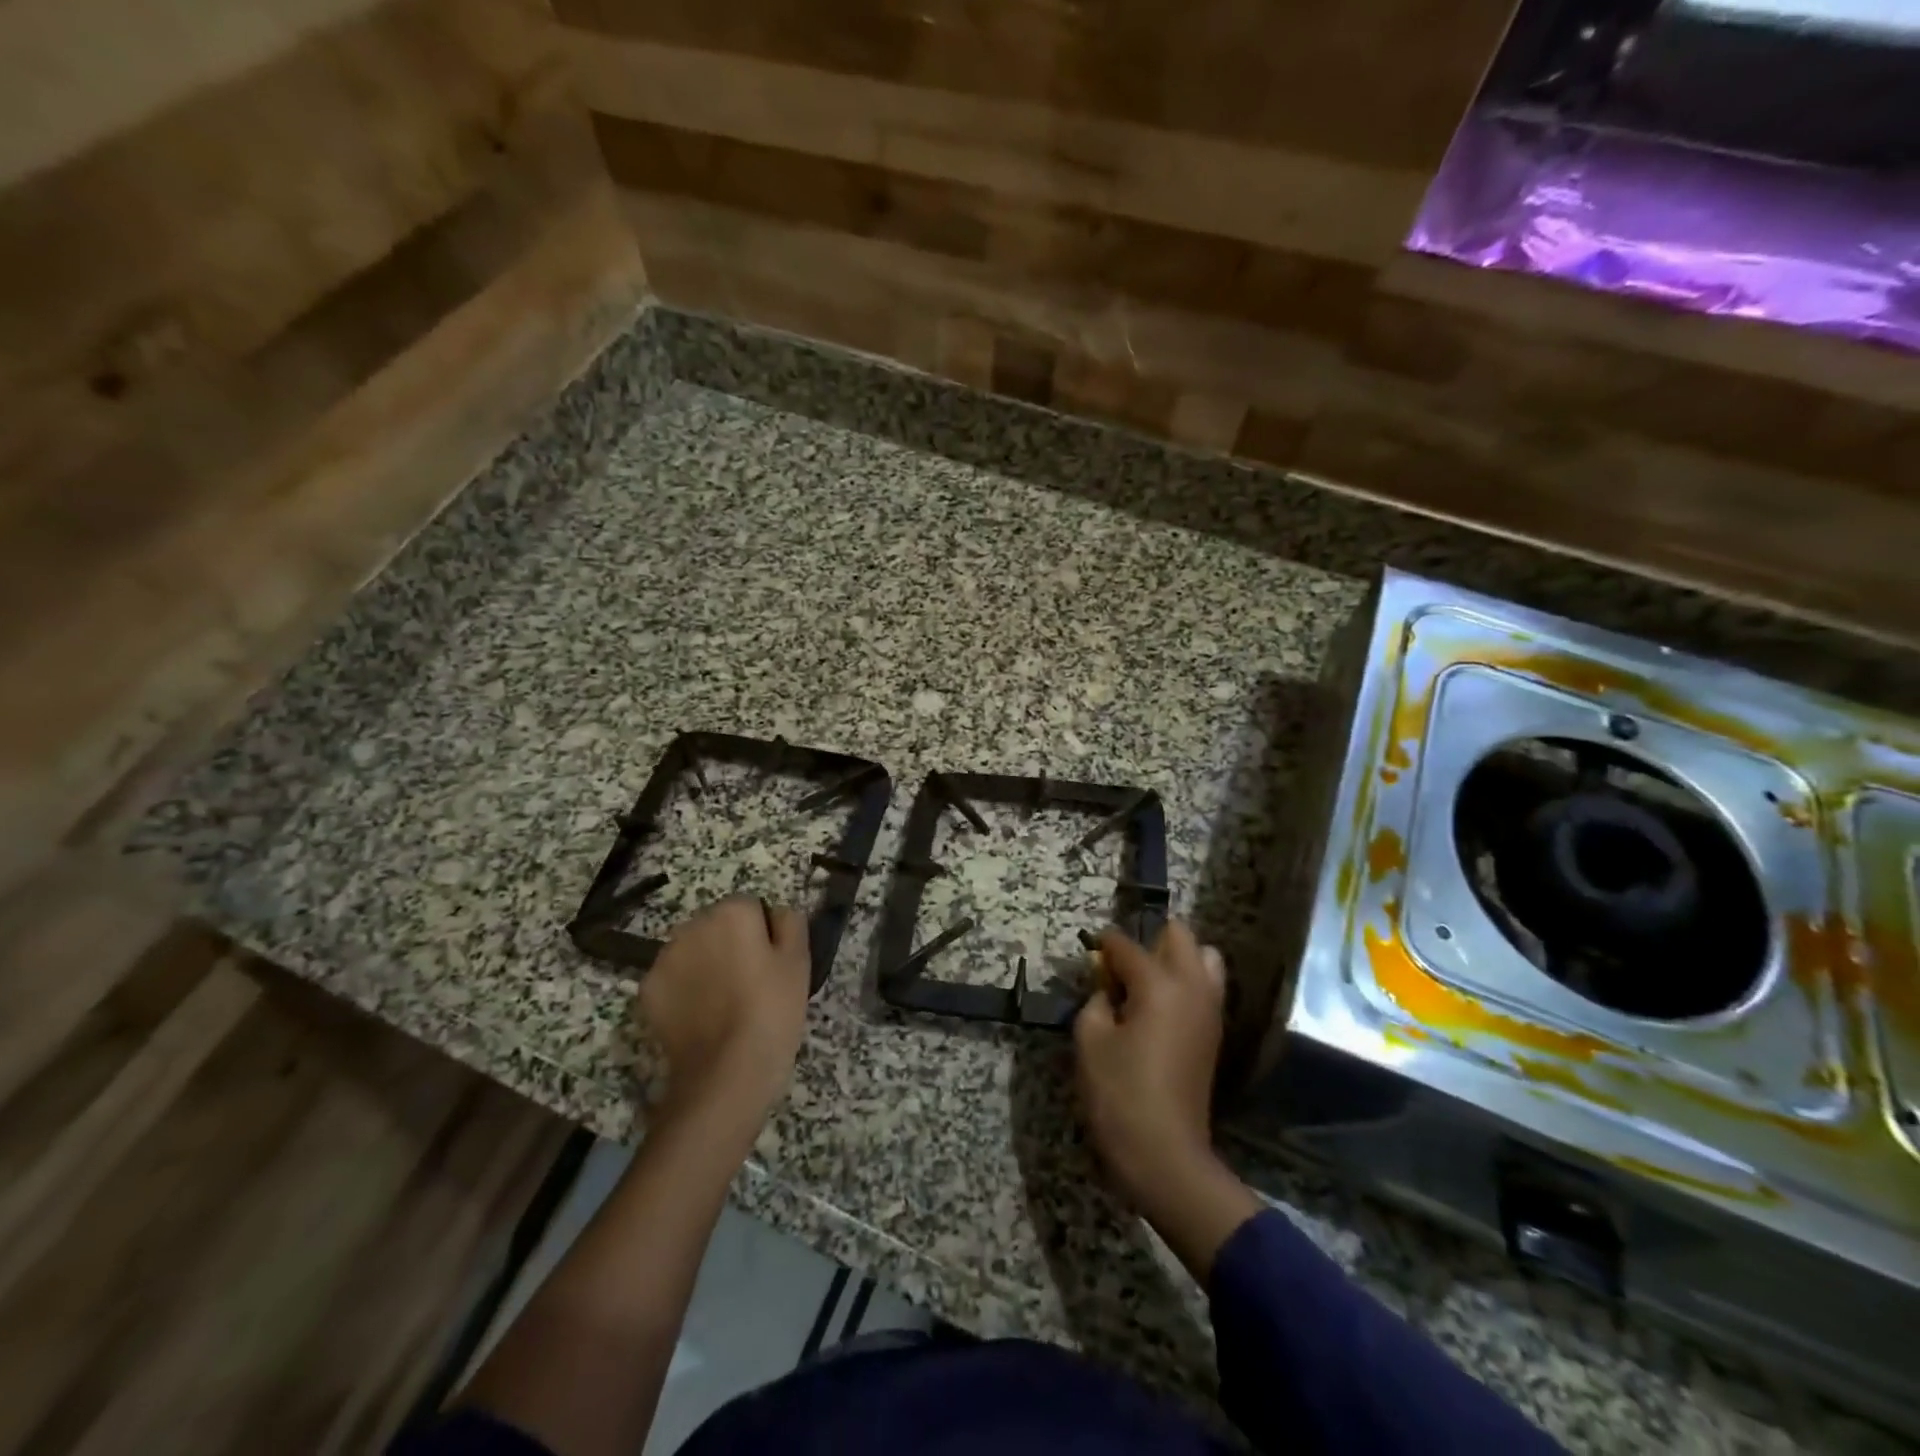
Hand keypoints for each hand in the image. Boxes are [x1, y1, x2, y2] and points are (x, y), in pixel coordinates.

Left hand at [638, 897, 810, 1127]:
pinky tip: (701, 1018)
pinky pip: (673, 980)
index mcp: (732, 912)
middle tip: (750, 984)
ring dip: (705, 965)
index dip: (763, 934)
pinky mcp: (647, 991)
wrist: (726, 1072)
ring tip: (724, 1004)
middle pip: (716, 926)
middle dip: (730, 945)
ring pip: (692, 951)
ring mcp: (664, 958)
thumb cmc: (772, 1010)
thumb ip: (790, 922)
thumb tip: (777, 912)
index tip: (770, 964)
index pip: (751, 907)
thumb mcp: (799, 961)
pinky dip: (684, 992)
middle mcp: (692, 925)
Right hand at [1075, 920, 1225, 1201]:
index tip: (1089, 951)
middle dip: (1150, 940)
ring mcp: (1210, 1010)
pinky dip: (1187, 983)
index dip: (1103, 945)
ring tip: (1146, 984)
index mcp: (1158, 984)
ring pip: (1205, 958)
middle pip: (1180, 936)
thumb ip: (1096, 1000)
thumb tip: (1106, 988)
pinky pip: (1206, 987)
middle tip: (1122, 967)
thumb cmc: (1120, 1094)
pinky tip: (1159, 1007)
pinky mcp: (1215, 1033)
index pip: (1127, 945)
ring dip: (1177, 959)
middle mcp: (1192, 987)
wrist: (1165, 1155)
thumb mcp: (1090, 1040)